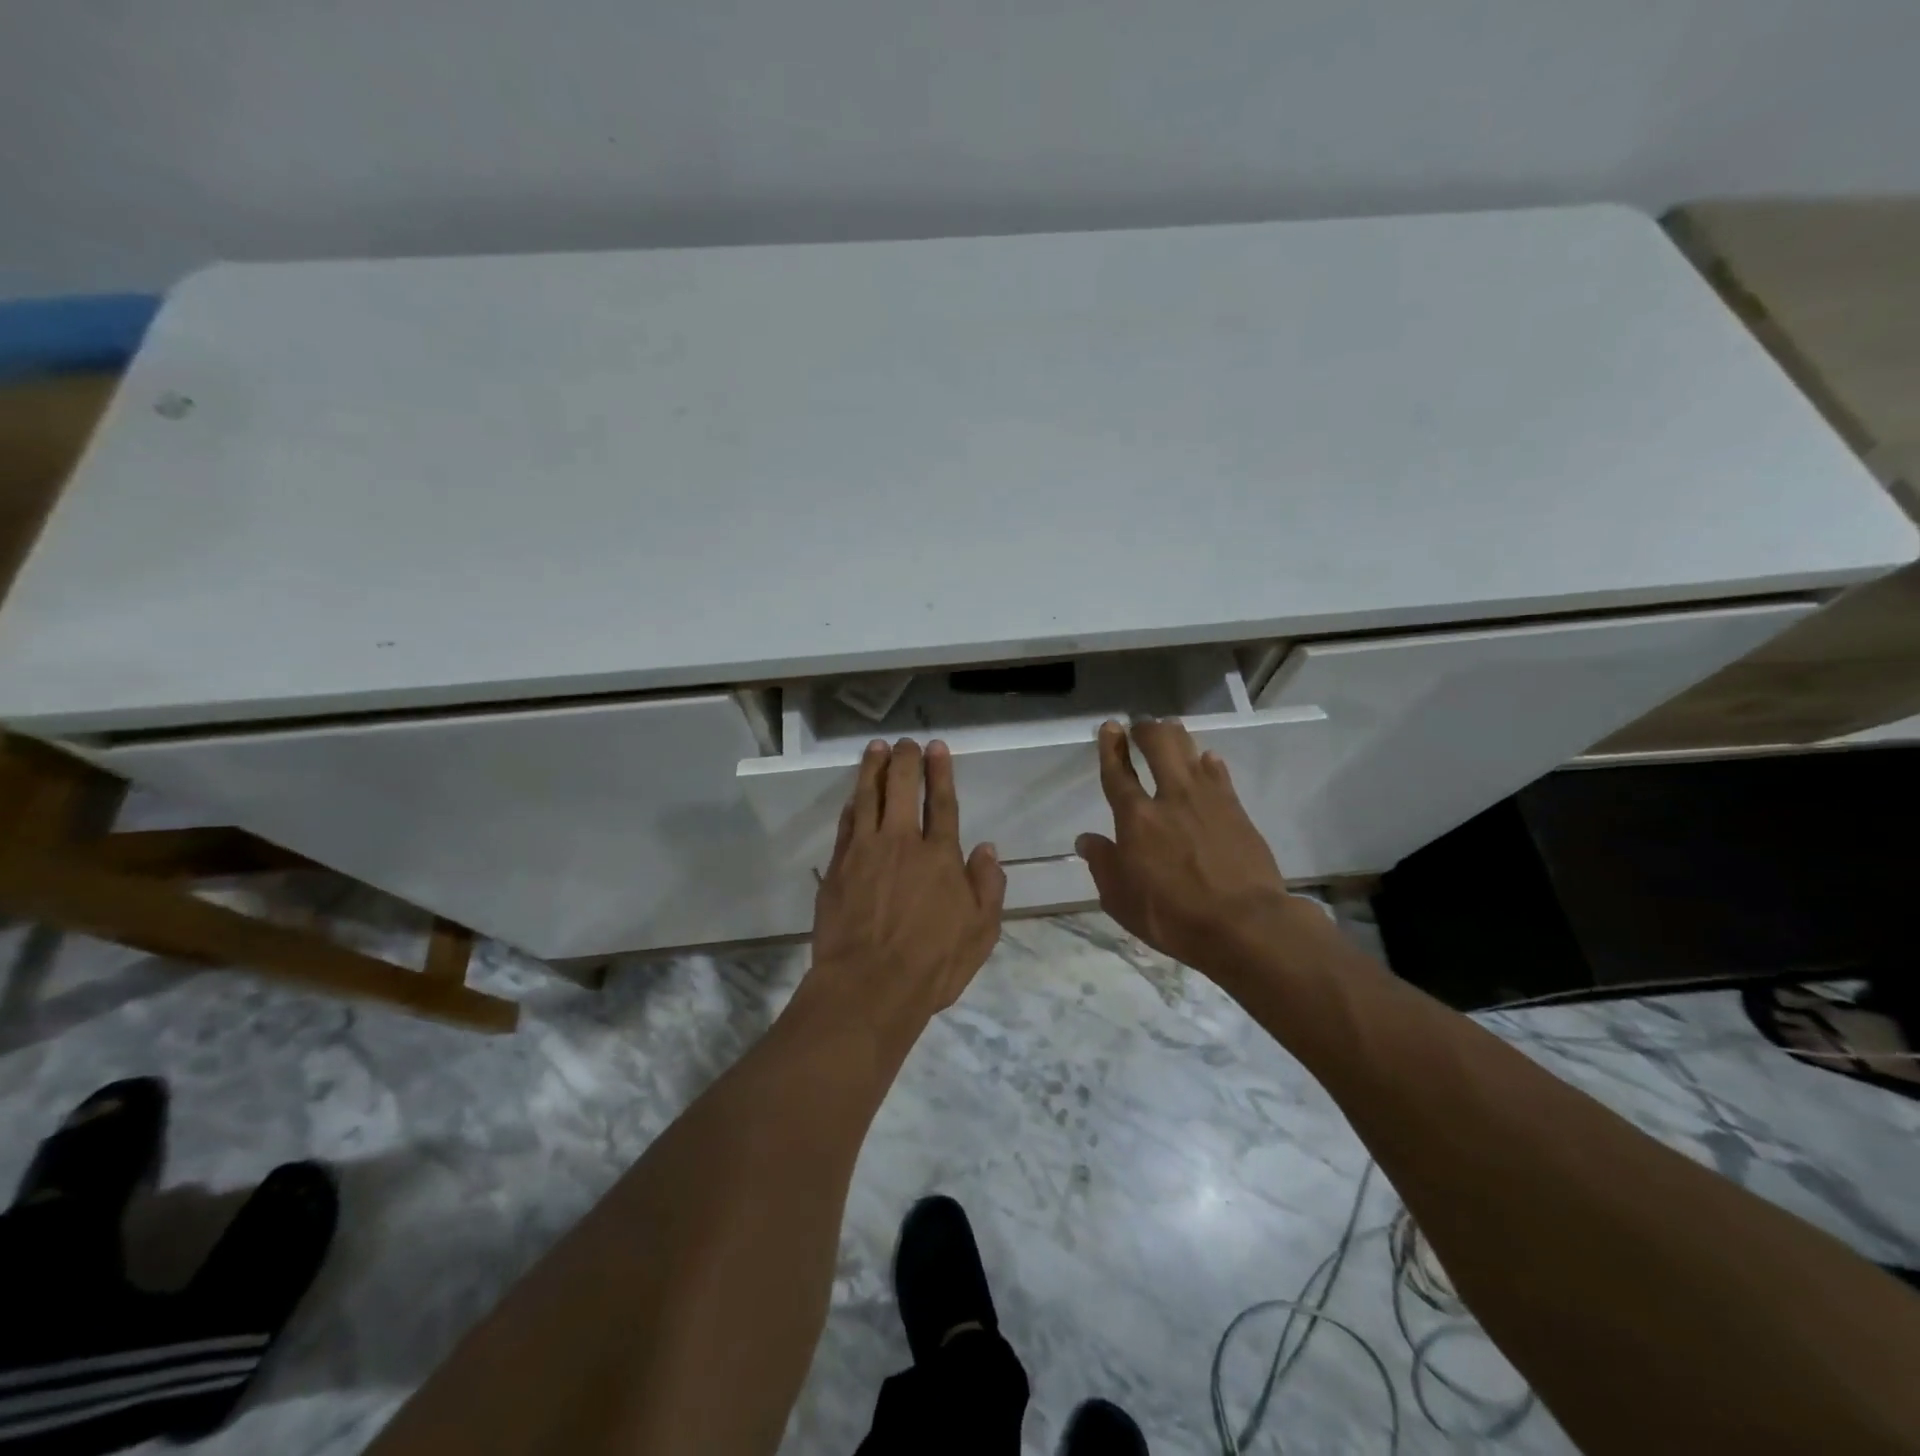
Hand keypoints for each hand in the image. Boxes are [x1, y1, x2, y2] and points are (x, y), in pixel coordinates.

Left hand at [805, 739, 1006, 1040]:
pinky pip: (845, 825)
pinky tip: (853, 796)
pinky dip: (851, 805)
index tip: (936, 747)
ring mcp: (864, 852)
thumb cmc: (932, 964)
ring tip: (876, 749)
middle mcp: (901, 843)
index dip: (940, 772)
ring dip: (873, 770)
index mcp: (939, 856)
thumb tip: (987, 849)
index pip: (942, 803)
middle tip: (906, 742)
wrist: (868, 986)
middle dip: (905, 760)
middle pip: (902, 789)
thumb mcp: (981, 932)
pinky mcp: (837, 868)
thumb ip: (987, 886)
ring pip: (868, 798)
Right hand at [1075, 720, 1319, 988]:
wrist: (1245, 924)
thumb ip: (1103, 865)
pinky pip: (1219, 774)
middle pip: (1159, 747)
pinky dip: (1209, 763)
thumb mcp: (1121, 900)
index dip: (1111, 748)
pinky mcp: (1237, 810)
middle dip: (1146, 730)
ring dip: (1177, 737)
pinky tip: (1207, 760)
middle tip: (1140, 725)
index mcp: (1136, 819)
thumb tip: (1087, 840)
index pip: (1118, 773)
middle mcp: (1171, 798)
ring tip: (1170, 729)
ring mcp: (1208, 800)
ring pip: (1190, 752)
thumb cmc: (1173, 917)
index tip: (1110, 727)